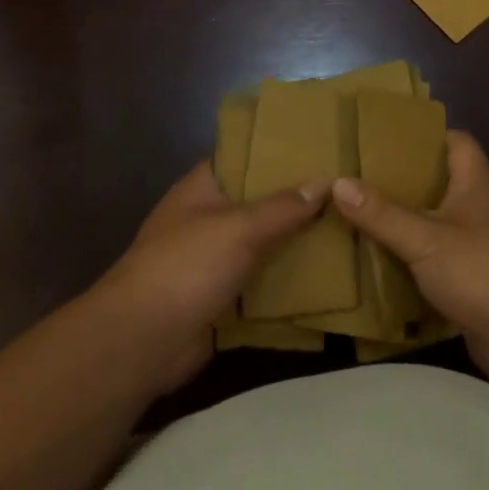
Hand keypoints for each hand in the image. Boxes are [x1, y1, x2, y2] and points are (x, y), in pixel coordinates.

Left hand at [97, 162, 327, 392]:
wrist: (143, 341)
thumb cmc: (186, 267)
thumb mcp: (240, 227)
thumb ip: (284, 206)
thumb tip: (327, 180)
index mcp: (201, 188)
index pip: (243, 157)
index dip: (277, 151)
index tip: (319, 148)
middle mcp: (206, 218)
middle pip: (258, 201)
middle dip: (295, 199)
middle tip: (345, 189)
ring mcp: (212, 259)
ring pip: (263, 242)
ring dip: (295, 241)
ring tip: (345, 227)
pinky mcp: (221, 296)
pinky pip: (261, 280)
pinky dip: (286, 279)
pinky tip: (326, 274)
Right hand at [331, 132, 488, 388]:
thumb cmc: (484, 270)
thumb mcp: (426, 238)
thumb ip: (383, 213)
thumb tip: (338, 181)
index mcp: (476, 183)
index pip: (457, 141)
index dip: (426, 134)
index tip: (386, 136)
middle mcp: (480, 209)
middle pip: (441, 184)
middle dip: (403, 182)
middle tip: (359, 179)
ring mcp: (480, 248)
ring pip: (436, 227)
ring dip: (405, 225)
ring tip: (358, 218)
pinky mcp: (475, 285)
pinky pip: (437, 265)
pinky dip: (412, 264)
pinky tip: (378, 265)